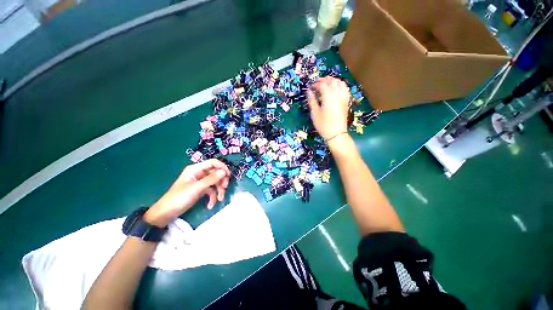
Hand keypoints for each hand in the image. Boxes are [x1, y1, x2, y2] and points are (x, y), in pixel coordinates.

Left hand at [144, 159, 230, 226]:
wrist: (166, 213)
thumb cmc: (179, 198)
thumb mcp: (196, 188)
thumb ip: (211, 179)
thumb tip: (224, 172)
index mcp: (196, 169)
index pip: (213, 163)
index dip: (222, 167)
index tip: (228, 175)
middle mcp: (199, 173)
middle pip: (216, 173)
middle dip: (221, 181)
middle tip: (224, 188)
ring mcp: (200, 182)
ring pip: (215, 182)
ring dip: (219, 190)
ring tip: (220, 199)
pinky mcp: (201, 190)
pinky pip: (211, 190)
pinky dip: (213, 197)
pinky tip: (210, 205)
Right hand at [307, 77, 350, 140]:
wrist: (336, 133)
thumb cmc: (323, 124)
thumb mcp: (315, 113)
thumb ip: (312, 101)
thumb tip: (309, 92)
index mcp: (328, 96)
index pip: (322, 85)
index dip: (316, 84)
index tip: (311, 87)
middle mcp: (337, 94)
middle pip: (332, 81)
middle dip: (324, 80)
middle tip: (317, 82)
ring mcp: (343, 97)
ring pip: (340, 83)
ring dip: (333, 80)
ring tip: (327, 82)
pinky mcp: (346, 101)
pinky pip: (345, 89)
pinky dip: (340, 85)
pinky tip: (337, 87)